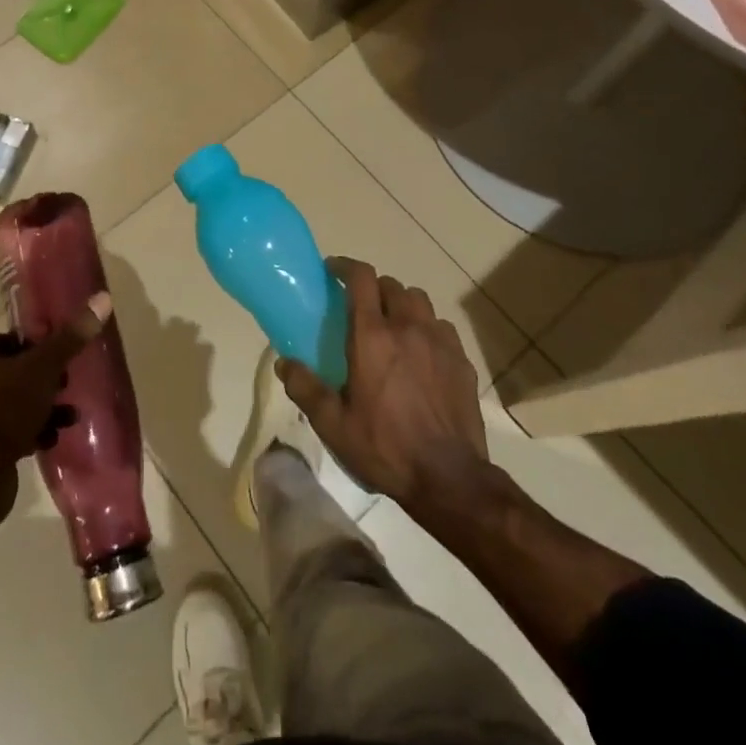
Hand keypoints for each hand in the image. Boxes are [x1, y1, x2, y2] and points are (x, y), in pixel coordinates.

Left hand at [0, 293, 111, 516]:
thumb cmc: (5, 407)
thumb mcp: (44, 368)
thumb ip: (71, 338)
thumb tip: (102, 298)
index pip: (9, 340)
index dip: (38, 346)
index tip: (62, 356)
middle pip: (12, 372)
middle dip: (44, 380)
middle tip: (67, 386)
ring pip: (11, 403)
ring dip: (41, 408)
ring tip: (69, 417)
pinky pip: (6, 432)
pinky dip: (29, 432)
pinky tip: (52, 439)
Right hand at [277, 258, 489, 509]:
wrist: (449, 478)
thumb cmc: (385, 447)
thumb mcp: (333, 424)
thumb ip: (305, 388)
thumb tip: (283, 363)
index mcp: (372, 336)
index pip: (361, 278)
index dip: (345, 266)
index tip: (332, 270)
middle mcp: (407, 327)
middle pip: (391, 285)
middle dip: (373, 288)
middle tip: (360, 307)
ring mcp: (439, 342)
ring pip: (420, 301)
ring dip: (402, 304)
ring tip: (393, 326)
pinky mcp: (462, 361)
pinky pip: (442, 327)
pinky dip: (428, 329)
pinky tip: (422, 353)